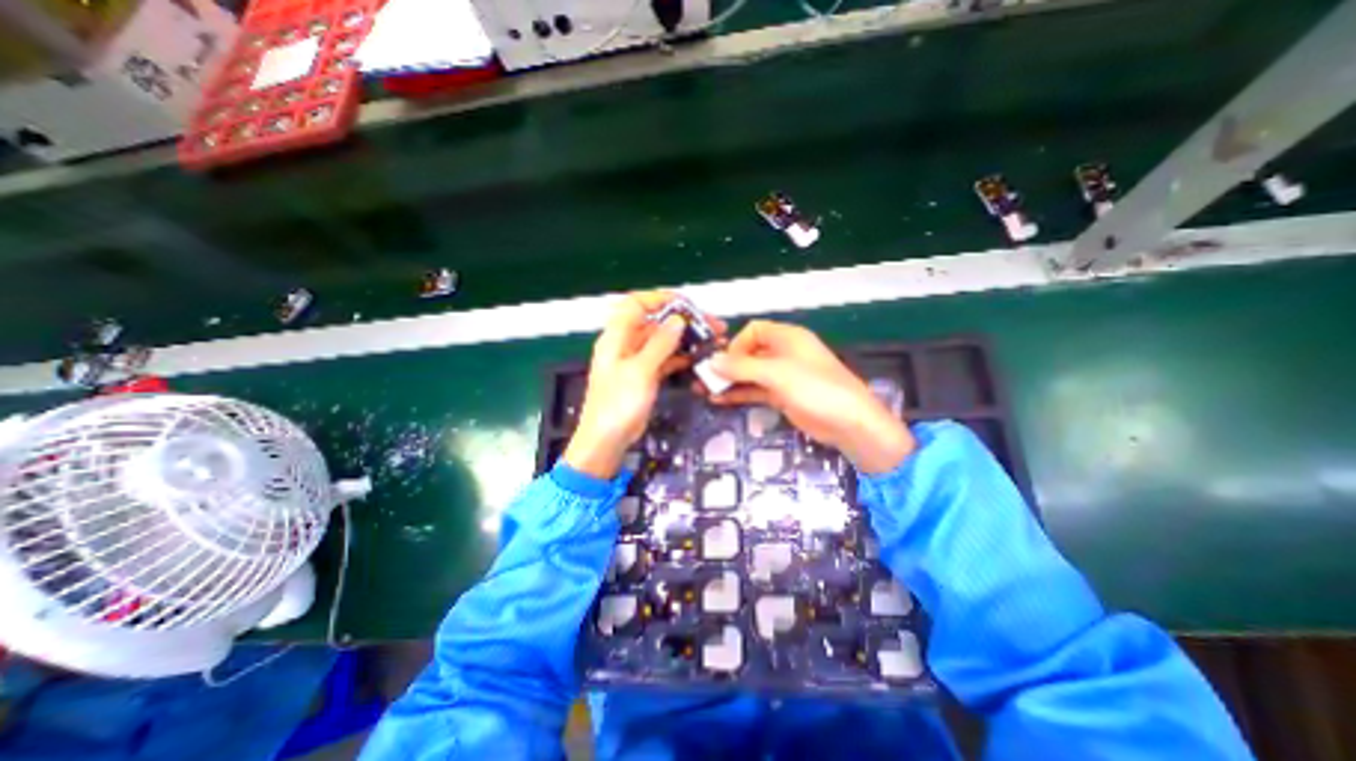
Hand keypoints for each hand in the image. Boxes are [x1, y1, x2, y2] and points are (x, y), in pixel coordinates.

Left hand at [569, 291, 724, 474]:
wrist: (607, 440)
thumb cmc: (617, 405)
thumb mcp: (640, 371)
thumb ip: (660, 344)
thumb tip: (678, 320)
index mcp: (617, 336)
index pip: (637, 304)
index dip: (661, 299)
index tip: (687, 304)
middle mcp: (626, 344)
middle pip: (655, 322)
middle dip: (682, 320)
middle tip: (711, 324)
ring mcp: (636, 361)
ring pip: (663, 341)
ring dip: (685, 339)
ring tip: (712, 340)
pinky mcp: (645, 376)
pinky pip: (664, 359)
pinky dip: (680, 356)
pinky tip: (698, 358)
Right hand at [706, 317, 916, 472]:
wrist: (849, 423)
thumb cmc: (816, 388)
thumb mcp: (777, 374)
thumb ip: (742, 367)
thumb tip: (712, 361)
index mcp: (787, 338)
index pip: (754, 330)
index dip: (736, 344)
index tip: (723, 362)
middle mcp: (783, 353)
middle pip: (748, 353)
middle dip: (726, 365)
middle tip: (703, 378)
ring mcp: (782, 376)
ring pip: (750, 374)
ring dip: (729, 381)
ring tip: (704, 390)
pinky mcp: (782, 396)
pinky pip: (755, 390)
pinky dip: (739, 393)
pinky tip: (719, 400)